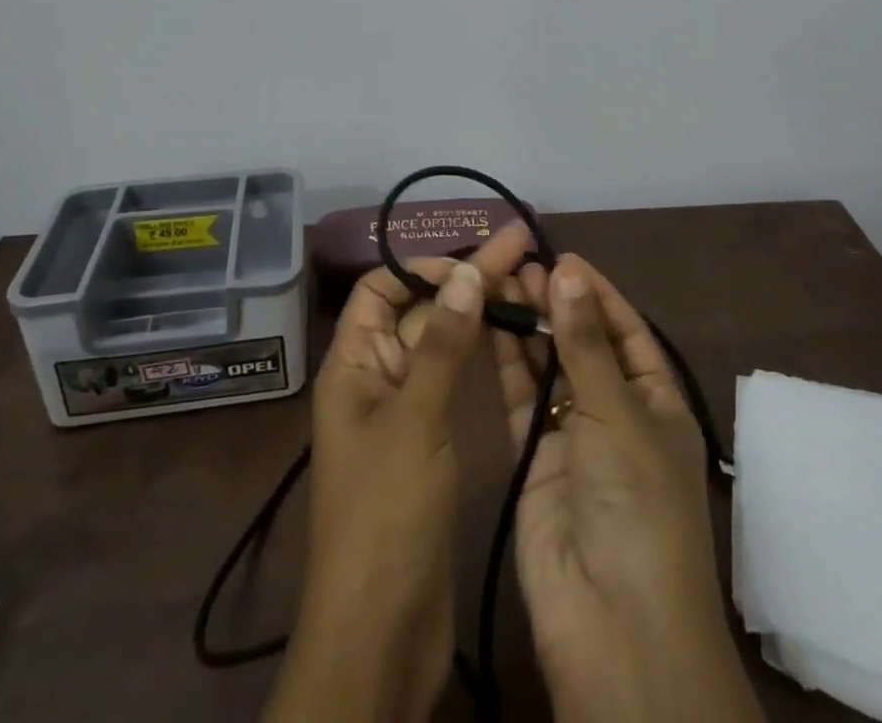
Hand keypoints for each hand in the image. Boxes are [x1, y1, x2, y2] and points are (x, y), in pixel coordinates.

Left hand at [264, 226, 531, 722]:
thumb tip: (466, 272)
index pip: (380, 289)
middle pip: (420, 310)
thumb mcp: (416, 421)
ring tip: (527, 280)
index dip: (423, 268)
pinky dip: (480, 353)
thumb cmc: (387, 516)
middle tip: (522, 247)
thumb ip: (443, 346)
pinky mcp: (430, 441)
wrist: (381, 633)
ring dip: (477, 311)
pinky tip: (514, 337)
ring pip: (441, 343)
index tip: (474, 263)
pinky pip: (452, 380)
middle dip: (466, 279)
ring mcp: (405, 410)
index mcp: (353, 364)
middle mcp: (376, 377)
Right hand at [492, 255, 763, 722]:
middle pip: (582, 344)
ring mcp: (573, 436)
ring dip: (527, 327)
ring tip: (498, 282)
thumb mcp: (617, 412)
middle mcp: (616, 413)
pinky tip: (487, 326)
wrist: (612, 622)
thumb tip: (568, 271)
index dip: (596, 292)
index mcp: (656, 401)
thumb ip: (584, 342)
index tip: (560, 256)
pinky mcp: (534, 458)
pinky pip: (520, 399)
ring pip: (547, 367)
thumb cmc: (636, 502)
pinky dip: (506, 363)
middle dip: (555, 304)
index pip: (626, 330)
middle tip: (517, 263)